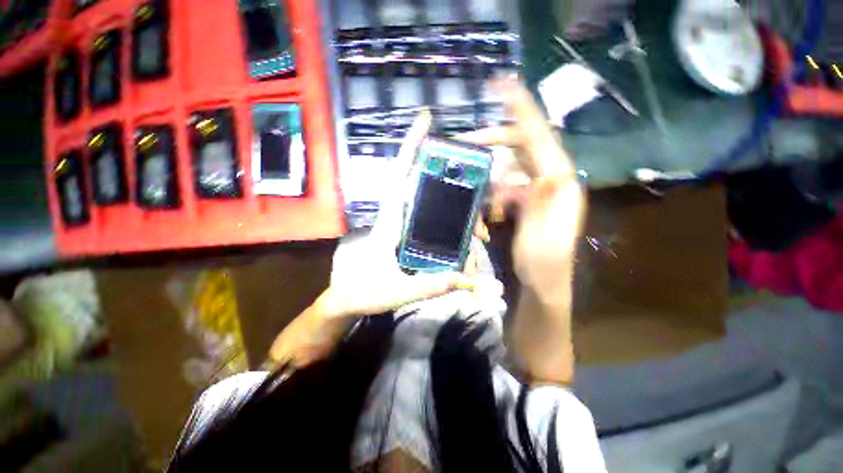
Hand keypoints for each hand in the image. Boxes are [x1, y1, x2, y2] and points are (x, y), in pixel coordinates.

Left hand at [323, 109, 474, 319]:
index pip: (401, 176)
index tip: (426, 121)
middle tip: (478, 200)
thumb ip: (429, 286)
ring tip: (479, 232)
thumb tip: (464, 280)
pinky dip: (450, 222)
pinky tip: (465, 234)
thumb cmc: (365, 292)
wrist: (348, 299)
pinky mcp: (406, 233)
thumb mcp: (398, 291)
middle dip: (453, 186)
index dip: (411, 147)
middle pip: (423, 185)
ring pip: (431, 203)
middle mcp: (397, 216)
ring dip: (457, 211)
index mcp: (391, 221)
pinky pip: (430, 217)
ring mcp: (402, 224)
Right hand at [457, 78, 584, 302]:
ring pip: (512, 166)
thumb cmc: (542, 262)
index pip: (542, 139)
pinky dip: (495, 192)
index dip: (523, 111)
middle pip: (523, 147)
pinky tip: (491, 209)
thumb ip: (543, 203)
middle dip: (496, 143)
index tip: (504, 86)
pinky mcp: (528, 200)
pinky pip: (508, 185)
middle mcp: (552, 180)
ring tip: (483, 194)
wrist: (543, 282)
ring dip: (493, 175)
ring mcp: (539, 190)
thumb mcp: (541, 235)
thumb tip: (546, 171)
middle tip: (470, 143)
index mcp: (560, 184)